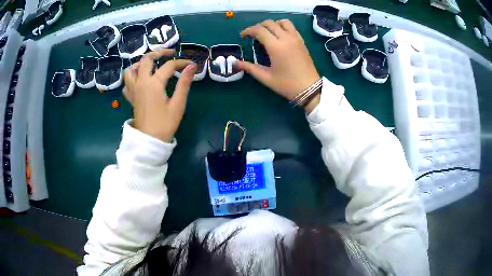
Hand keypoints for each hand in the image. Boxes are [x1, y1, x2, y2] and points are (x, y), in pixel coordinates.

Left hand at [123, 49, 195, 142]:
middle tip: (170, 53)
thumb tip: (191, 66)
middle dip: (159, 52)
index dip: (181, 62)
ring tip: (151, 64)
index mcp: (154, 83)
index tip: (191, 64)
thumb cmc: (165, 124)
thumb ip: (184, 83)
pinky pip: (127, 82)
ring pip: (132, 69)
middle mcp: (141, 83)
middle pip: (146, 60)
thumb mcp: (178, 104)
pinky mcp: (131, 98)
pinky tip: (140, 79)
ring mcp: (133, 90)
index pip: (168, 66)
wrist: (149, 141)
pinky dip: (133, 76)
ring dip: (141, 63)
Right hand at [236, 19, 320, 112]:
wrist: (309, 89)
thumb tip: (235, 63)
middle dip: (258, 26)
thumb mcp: (266, 77)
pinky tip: (279, 36)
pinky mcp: (301, 41)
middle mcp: (286, 38)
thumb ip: (249, 67)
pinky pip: (291, 27)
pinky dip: (283, 26)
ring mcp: (296, 38)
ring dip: (272, 24)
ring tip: (267, 33)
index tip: (243, 36)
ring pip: (282, 22)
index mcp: (276, 46)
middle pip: (269, 23)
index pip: (259, 30)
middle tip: (253, 35)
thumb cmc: (286, 84)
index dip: (248, 31)